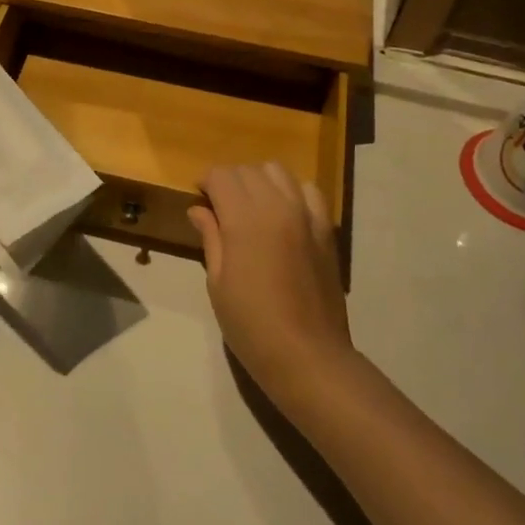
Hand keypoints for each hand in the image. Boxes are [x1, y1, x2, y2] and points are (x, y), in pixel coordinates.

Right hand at [189, 162, 350, 410]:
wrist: (307, 355)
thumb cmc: (251, 325)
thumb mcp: (218, 283)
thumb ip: (211, 238)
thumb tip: (199, 209)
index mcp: (244, 219)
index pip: (221, 176)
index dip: (205, 181)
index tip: (199, 197)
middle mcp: (276, 205)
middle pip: (248, 170)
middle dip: (229, 181)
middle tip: (220, 207)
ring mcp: (306, 214)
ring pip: (278, 171)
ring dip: (259, 180)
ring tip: (251, 206)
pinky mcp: (326, 228)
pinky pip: (308, 190)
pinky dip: (292, 191)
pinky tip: (284, 213)